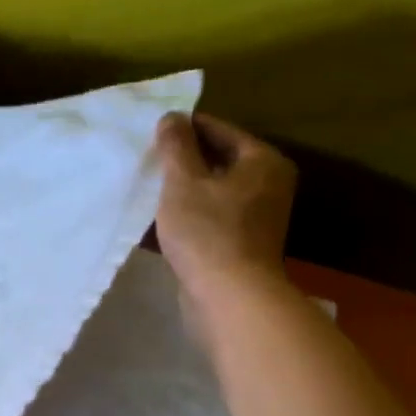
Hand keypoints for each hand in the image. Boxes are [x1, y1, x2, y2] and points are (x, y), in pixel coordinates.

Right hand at [153, 112, 297, 339]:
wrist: (230, 298)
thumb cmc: (208, 232)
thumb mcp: (184, 181)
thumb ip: (175, 146)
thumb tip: (172, 117)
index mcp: (262, 161)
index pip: (219, 129)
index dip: (184, 128)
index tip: (152, 132)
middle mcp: (268, 185)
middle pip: (219, 161)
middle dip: (183, 161)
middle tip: (147, 160)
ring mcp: (257, 219)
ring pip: (213, 193)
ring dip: (184, 192)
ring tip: (149, 189)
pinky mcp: (242, 246)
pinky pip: (211, 220)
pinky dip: (190, 217)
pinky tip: (161, 221)